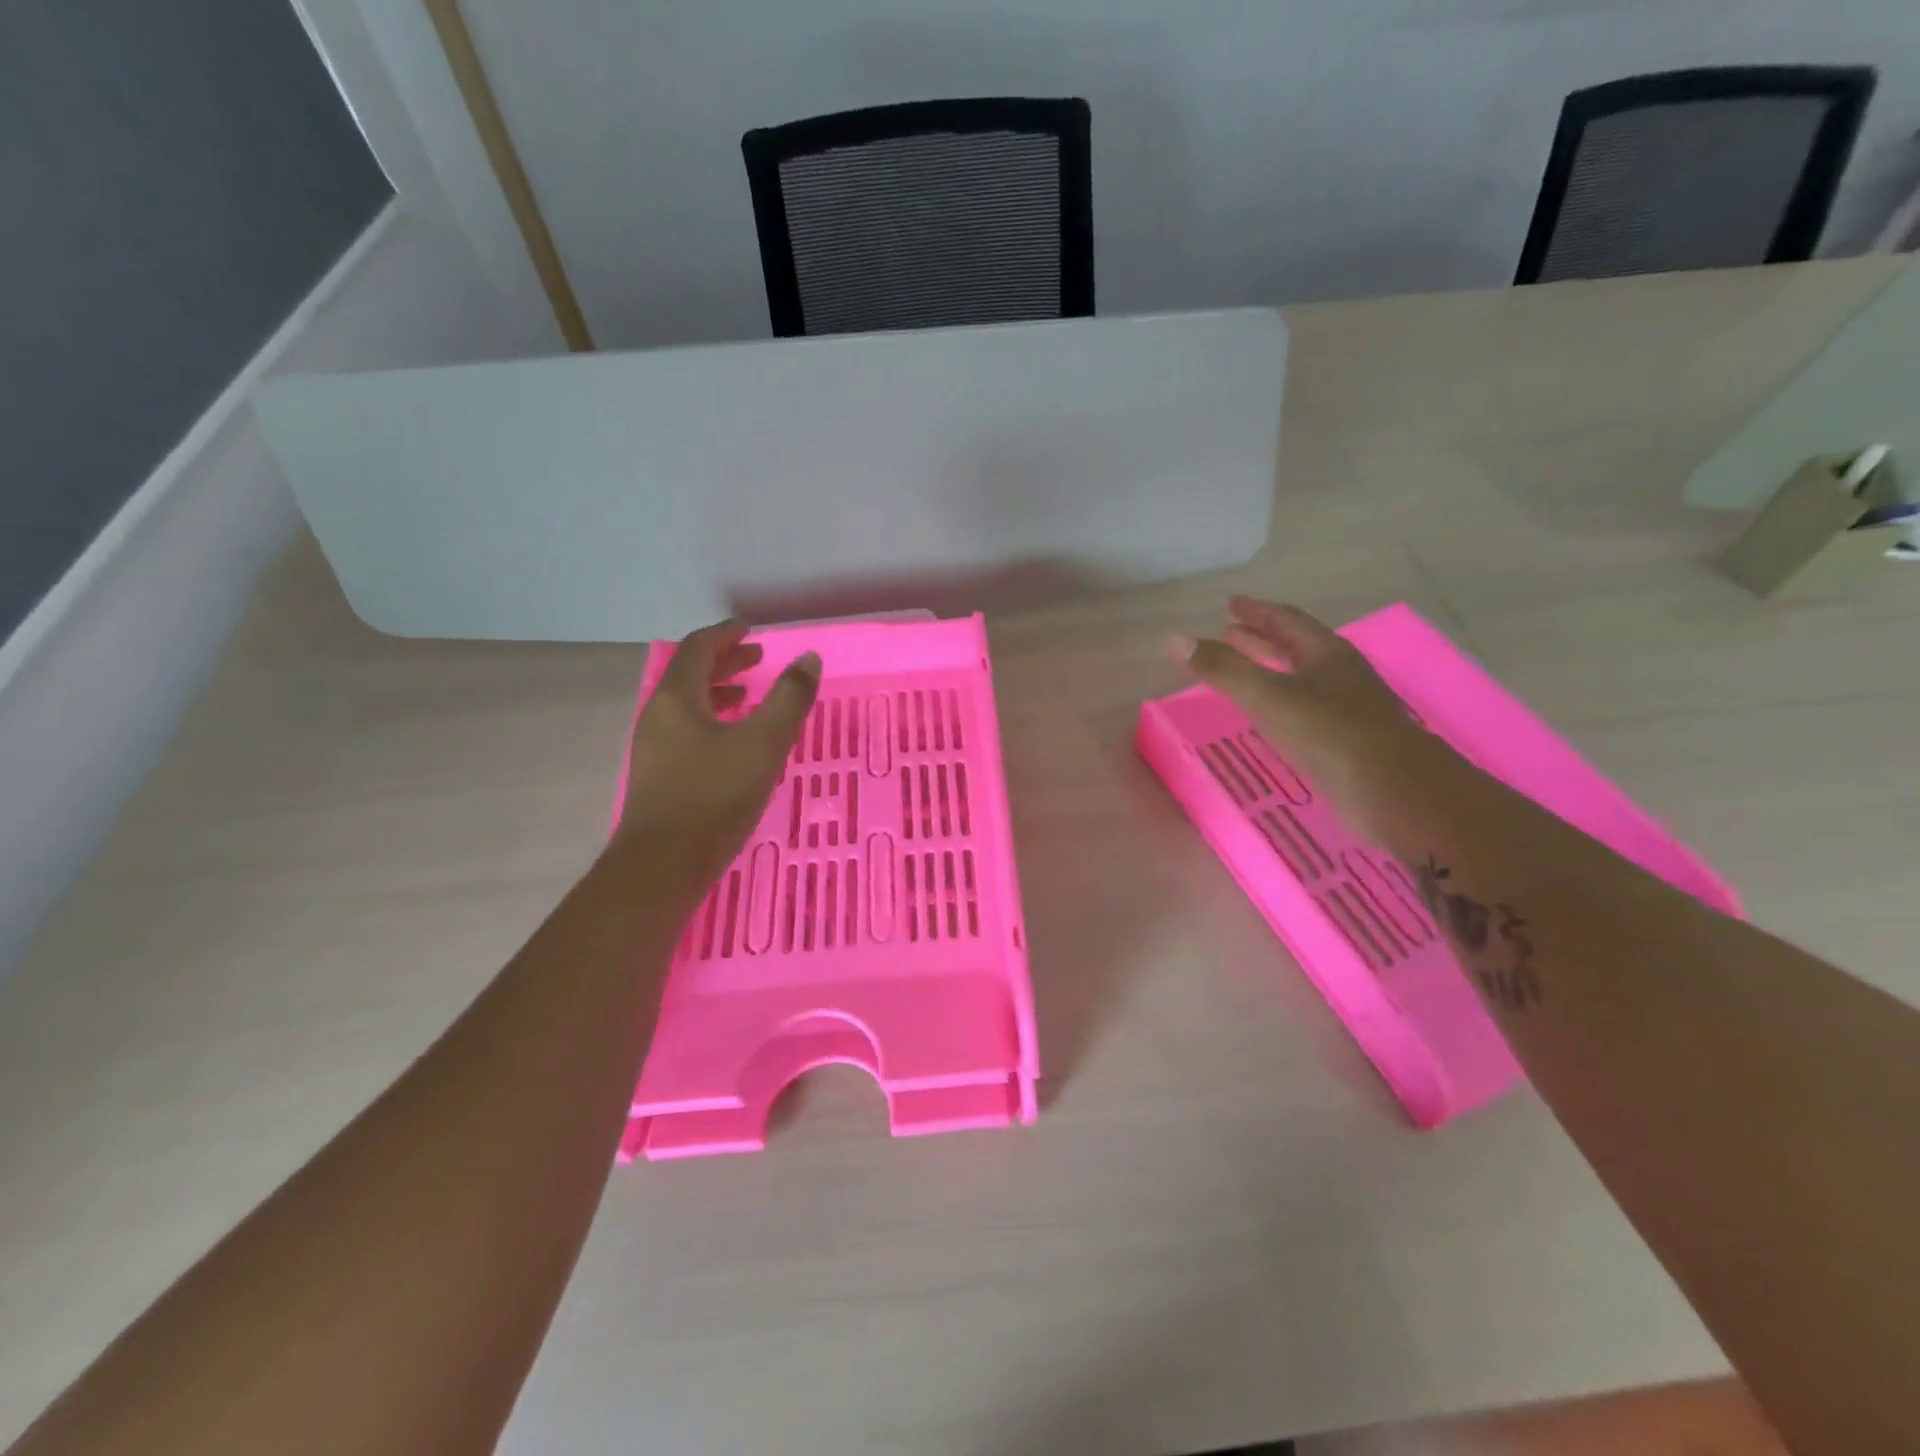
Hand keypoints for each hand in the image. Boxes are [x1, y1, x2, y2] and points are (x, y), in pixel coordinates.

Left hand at [612, 619, 820, 898]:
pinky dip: (712, 721)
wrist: (663, 865)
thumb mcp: (763, 743)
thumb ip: (789, 699)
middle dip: (724, 663)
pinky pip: (686, 731)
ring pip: (686, 705)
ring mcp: (654, 748)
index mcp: (676, 698)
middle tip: (756, 658)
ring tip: (747, 696)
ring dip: (717, 692)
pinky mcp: (659, 777)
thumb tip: (807, 659)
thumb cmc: (714, 796)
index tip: (749, 631)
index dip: (725, 635)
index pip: (698, 649)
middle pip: (689, 675)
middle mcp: (658, 716)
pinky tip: (733, 743)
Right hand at [1179, 597, 1442, 841]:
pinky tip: (1269, 718)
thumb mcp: (1270, 697)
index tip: (1231, 605)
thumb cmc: (1331, 735)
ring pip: (1301, 679)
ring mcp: (1347, 709)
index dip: (1257, 611)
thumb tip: (1173, 640)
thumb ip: (1223, 670)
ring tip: (1242, 672)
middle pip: (1296, 647)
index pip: (1287, 621)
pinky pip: (1305, 710)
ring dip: (1270, 670)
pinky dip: (1280, 703)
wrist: (1396, 793)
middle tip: (1229, 633)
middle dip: (1261, 639)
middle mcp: (1339, 675)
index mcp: (1326, 654)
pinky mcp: (1346, 742)